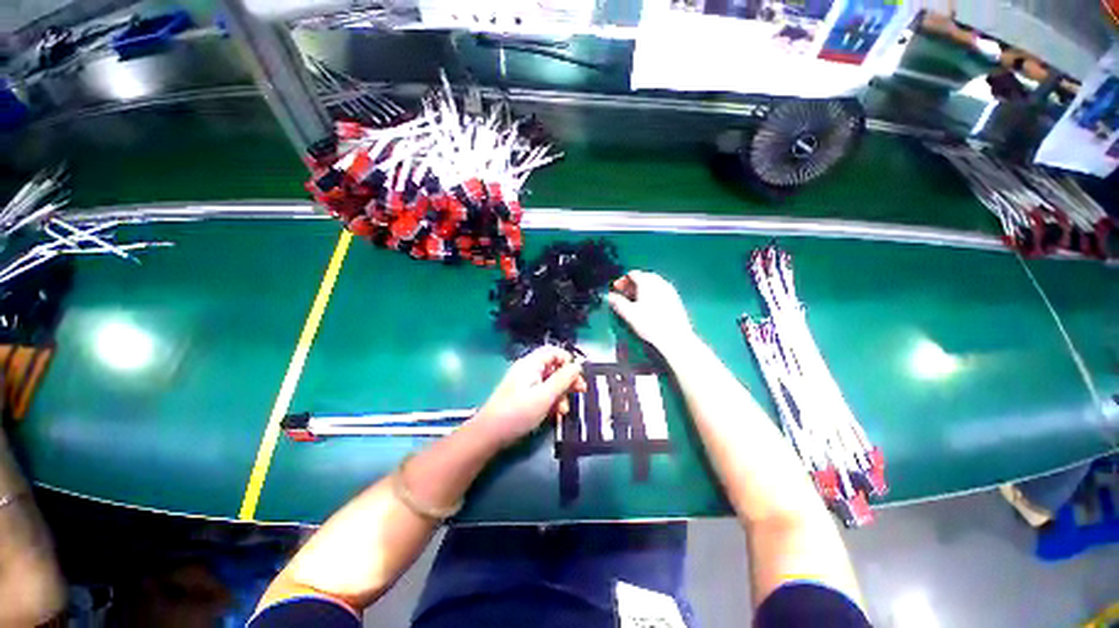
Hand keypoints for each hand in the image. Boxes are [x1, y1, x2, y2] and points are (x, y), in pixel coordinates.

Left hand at [475, 346, 586, 447]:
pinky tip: (554, 414)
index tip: (577, 376)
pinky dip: (551, 401)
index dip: (567, 361)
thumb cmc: (518, 412)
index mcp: (531, 364)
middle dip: (567, 380)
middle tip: (580, 392)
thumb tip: (577, 365)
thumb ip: (563, 379)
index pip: (554, 352)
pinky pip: (542, 393)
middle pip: (554, 367)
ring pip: (550, 382)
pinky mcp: (523, 397)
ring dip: (560, 394)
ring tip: (563, 411)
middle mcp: (528, 370)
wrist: (489, 434)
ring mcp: (525, 384)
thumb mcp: (545, 396)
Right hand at [607, 271, 696, 352]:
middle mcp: (659, 282)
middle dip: (632, 284)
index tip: (616, 289)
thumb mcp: (629, 313)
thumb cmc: (650, 324)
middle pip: (643, 277)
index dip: (622, 280)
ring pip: (652, 283)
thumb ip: (617, 302)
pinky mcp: (675, 299)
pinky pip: (660, 290)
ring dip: (642, 288)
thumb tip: (609, 296)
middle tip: (623, 294)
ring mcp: (669, 289)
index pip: (632, 274)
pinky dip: (652, 293)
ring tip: (635, 300)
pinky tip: (648, 306)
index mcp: (647, 282)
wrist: (675, 337)